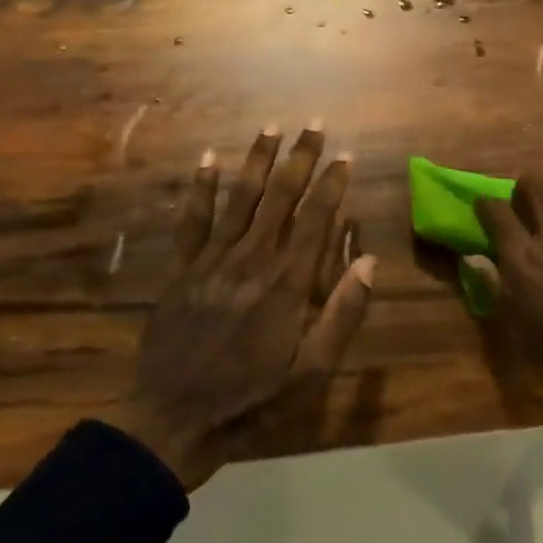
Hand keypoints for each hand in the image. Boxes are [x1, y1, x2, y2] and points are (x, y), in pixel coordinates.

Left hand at [118, 124, 374, 488]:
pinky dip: (200, 188)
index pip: (316, 219)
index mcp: (286, 282)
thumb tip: (368, 260)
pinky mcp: (182, 269)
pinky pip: (192, 220)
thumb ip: (343, 314)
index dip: (332, 184)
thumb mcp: (312, 371)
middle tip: (313, 124)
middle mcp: (251, 259)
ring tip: (271, 128)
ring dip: (257, 160)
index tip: (346, 155)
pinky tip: (207, 160)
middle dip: (299, 158)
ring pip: (239, 198)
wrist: (174, 418)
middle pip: (280, 197)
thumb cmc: (253, 399)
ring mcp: (212, 260)